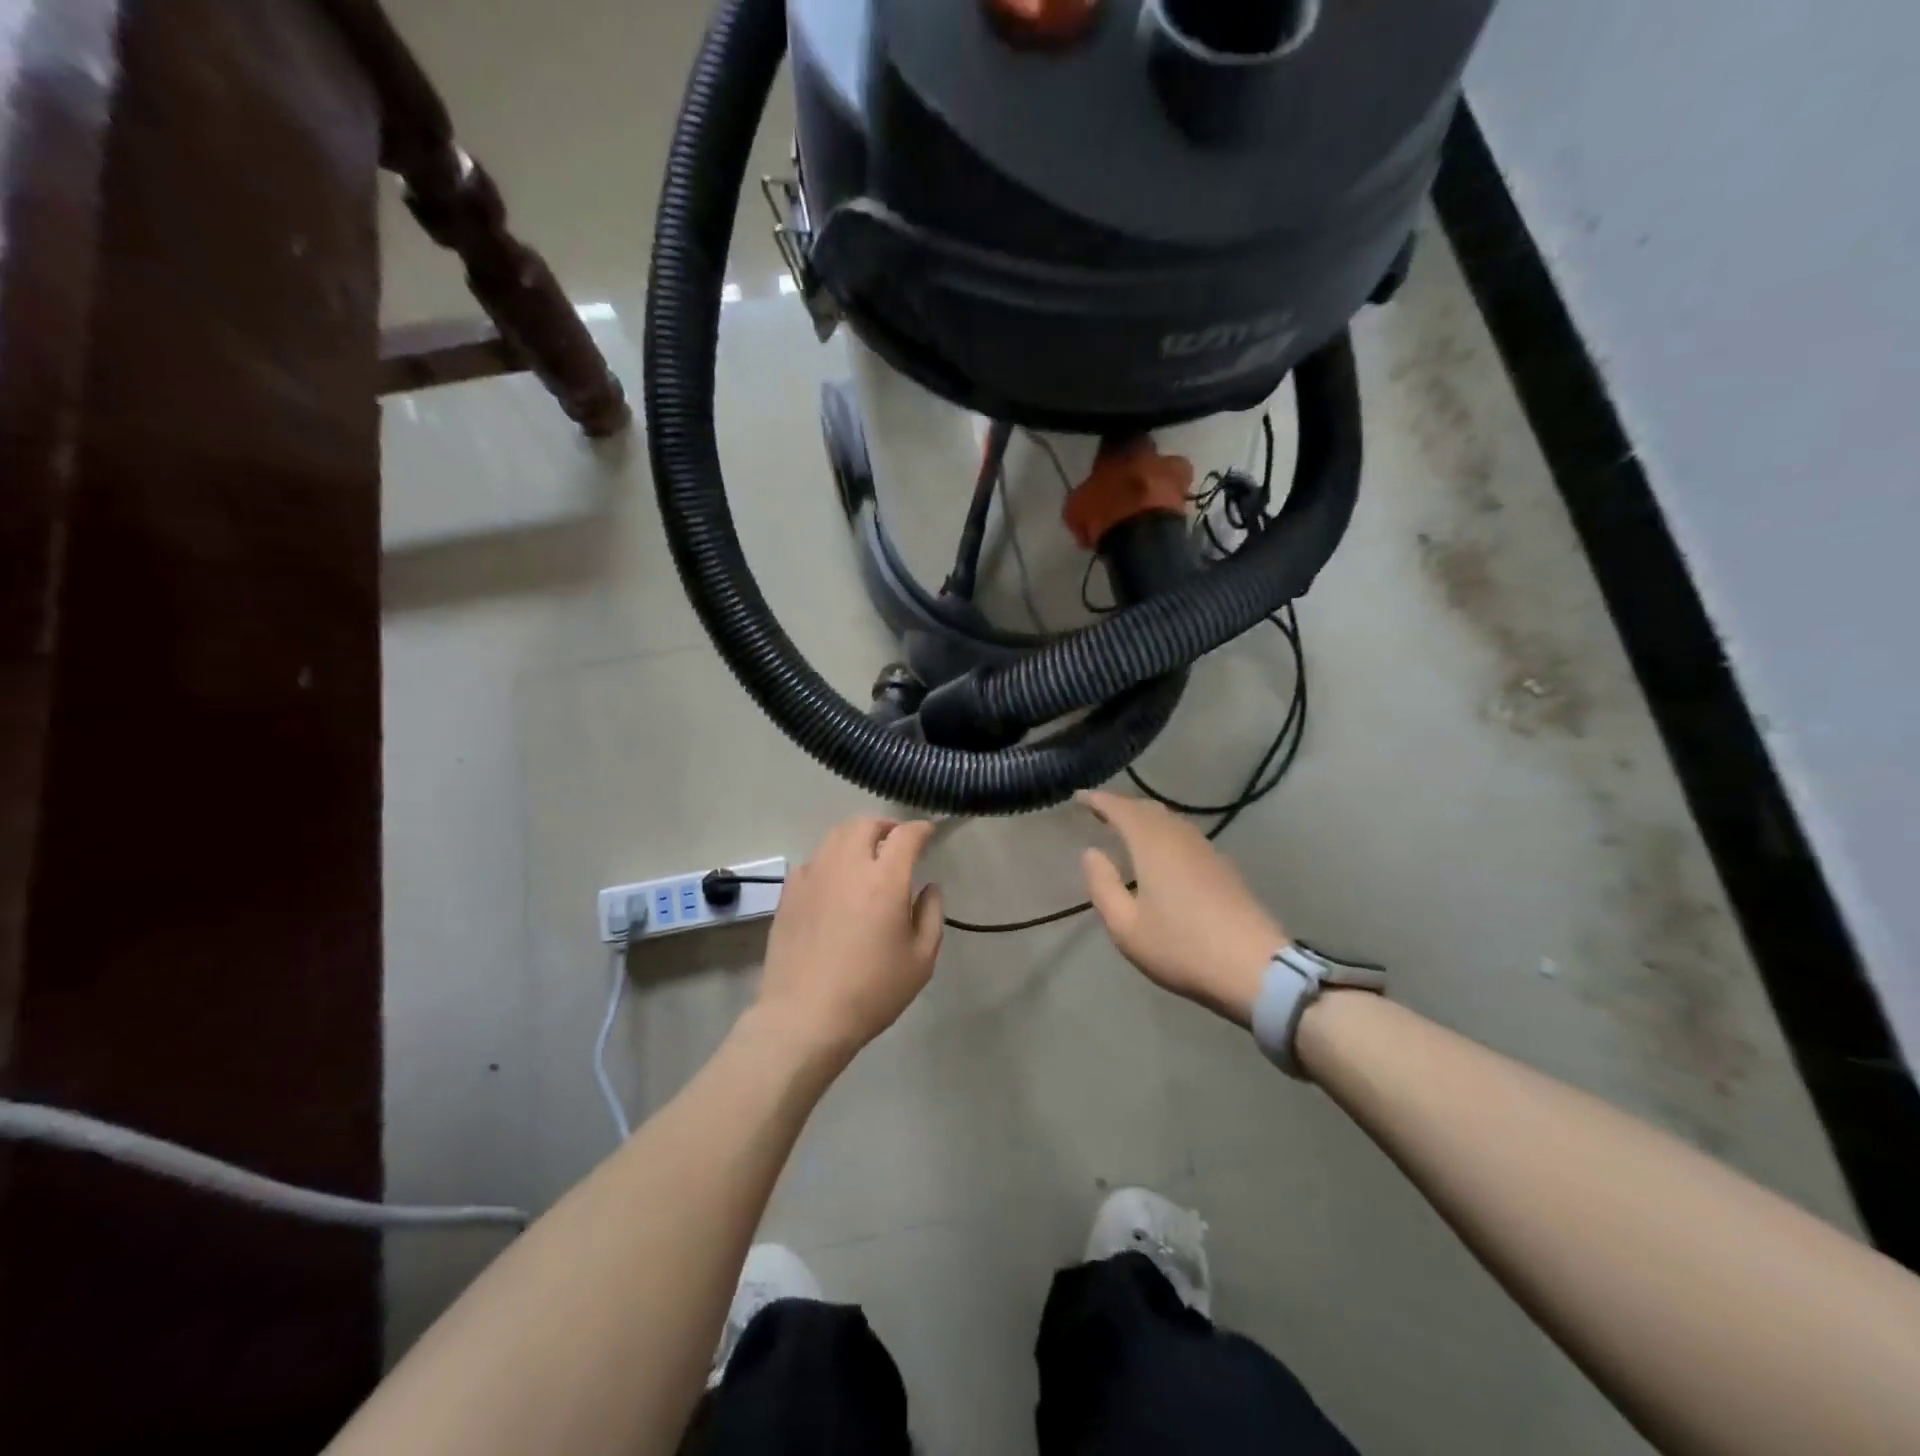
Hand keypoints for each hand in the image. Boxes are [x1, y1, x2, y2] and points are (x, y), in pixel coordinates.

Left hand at [755, 816, 944, 1060]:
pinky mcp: (789, 892)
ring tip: (866, 857)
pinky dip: (831, 860)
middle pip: (865, 824)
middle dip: (885, 826)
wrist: (805, 1016)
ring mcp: (813, 875)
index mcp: (885, 879)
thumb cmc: (872, 991)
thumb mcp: (921, 960)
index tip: (928, 834)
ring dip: (856, 838)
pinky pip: (814, 860)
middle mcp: (847, 866)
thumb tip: (929, 888)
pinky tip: (836, 883)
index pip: (905, 835)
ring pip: (835, 836)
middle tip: (896, 843)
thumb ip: (931, 915)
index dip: (921, 829)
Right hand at [1078, 790, 1286, 1025]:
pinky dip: (1164, 833)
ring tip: (1126, 829)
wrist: (1254, 967)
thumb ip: (1103, 885)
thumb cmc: (1181, 947)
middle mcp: (1180, 837)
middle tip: (1100, 811)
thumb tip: (1091, 853)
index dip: (1098, 800)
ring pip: (1170, 820)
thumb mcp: (1126, 926)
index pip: (1121, 809)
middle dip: (1122, 806)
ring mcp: (1206, 850)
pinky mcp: (1223, 867)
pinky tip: (1161, 853)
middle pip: (1148, 809)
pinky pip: (1185, 835)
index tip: (1079, 797)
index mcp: (1152, 844)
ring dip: (1145, 818)